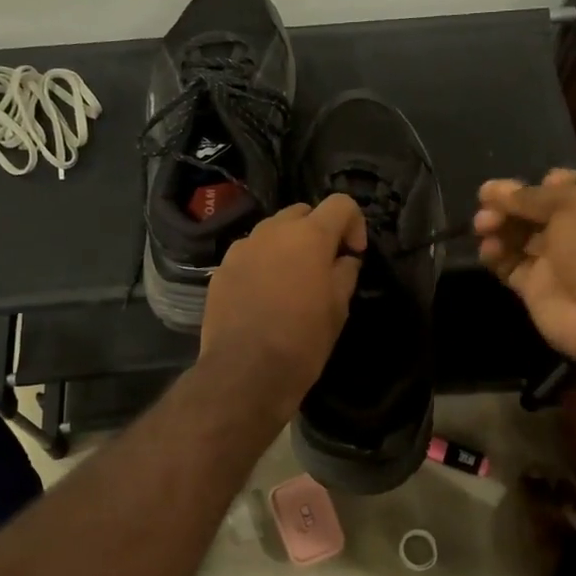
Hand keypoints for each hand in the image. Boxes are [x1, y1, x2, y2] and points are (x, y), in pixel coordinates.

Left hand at [200, 195, 366, 411]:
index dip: (354, 223)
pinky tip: (264, 296)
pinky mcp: (221, 269)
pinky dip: (262, 264)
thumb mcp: (338, 309)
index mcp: (309, 236)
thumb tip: (345, 259)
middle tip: (324, 266)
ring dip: (287, 246)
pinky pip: (249, 254)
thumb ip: (345, 273)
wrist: (245, 372)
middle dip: (317, 231)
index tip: (353, 254)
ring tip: (291, 281)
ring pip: (272, 232)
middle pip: (302, 212)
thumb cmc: (302, 341)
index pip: (340, 203)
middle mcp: (272, 231)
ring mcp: (242, 248)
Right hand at [474, 172, 575, 366]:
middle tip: (485, 204)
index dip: (539, 184)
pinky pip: (509, 266)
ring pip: (518, 237)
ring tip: (482, 227)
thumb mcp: (572, 205)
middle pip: (535, 211)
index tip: (518, 187)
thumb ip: (531, 196)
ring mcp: (557, 261)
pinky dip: (495, 256)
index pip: (564, 186)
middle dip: (509, 205)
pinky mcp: (536, 288)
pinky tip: (488, 251)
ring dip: (498, 227)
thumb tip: (497, 189)